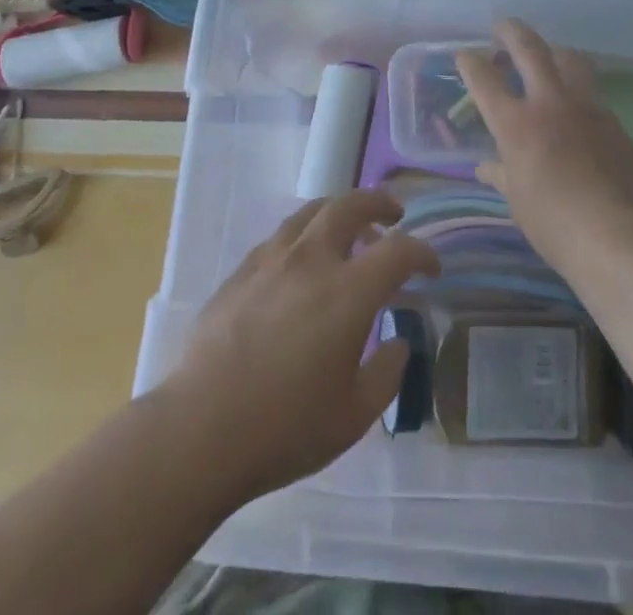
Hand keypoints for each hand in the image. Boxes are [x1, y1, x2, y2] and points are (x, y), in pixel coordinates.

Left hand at [165, 190, 439, 502]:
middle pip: (350, 206)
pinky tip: (301, 261)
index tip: (431, 266)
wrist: (200, 428)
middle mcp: (312, 260)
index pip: (398, 252)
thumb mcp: (353, 416)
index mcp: (348, 292)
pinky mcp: (242, 271)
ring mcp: (272, 260)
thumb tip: (398, 343)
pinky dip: (304, 235)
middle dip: (378, 203)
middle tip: (394, 214)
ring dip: (338, 211)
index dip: (422, 253)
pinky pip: (281, 236)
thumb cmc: (284, 427)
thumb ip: (386, 373)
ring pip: (311, 212)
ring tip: (349, 227)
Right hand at [458, 19, 632, 270]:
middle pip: (529, 49)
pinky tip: (578, 109)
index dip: (470, 63)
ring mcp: (586, 107)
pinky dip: (580, 92)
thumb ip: (501, 174)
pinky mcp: (614, 122)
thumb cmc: (551, 222)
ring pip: (571, 59)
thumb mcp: (516, 199)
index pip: (484, 80)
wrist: (613, 235)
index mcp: (516, 123)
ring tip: (548, 55)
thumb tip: (487, 167)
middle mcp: (549, 103)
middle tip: (503, 26)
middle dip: (512, 31)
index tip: (465, 55)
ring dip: (554, 51)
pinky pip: (594, 95)